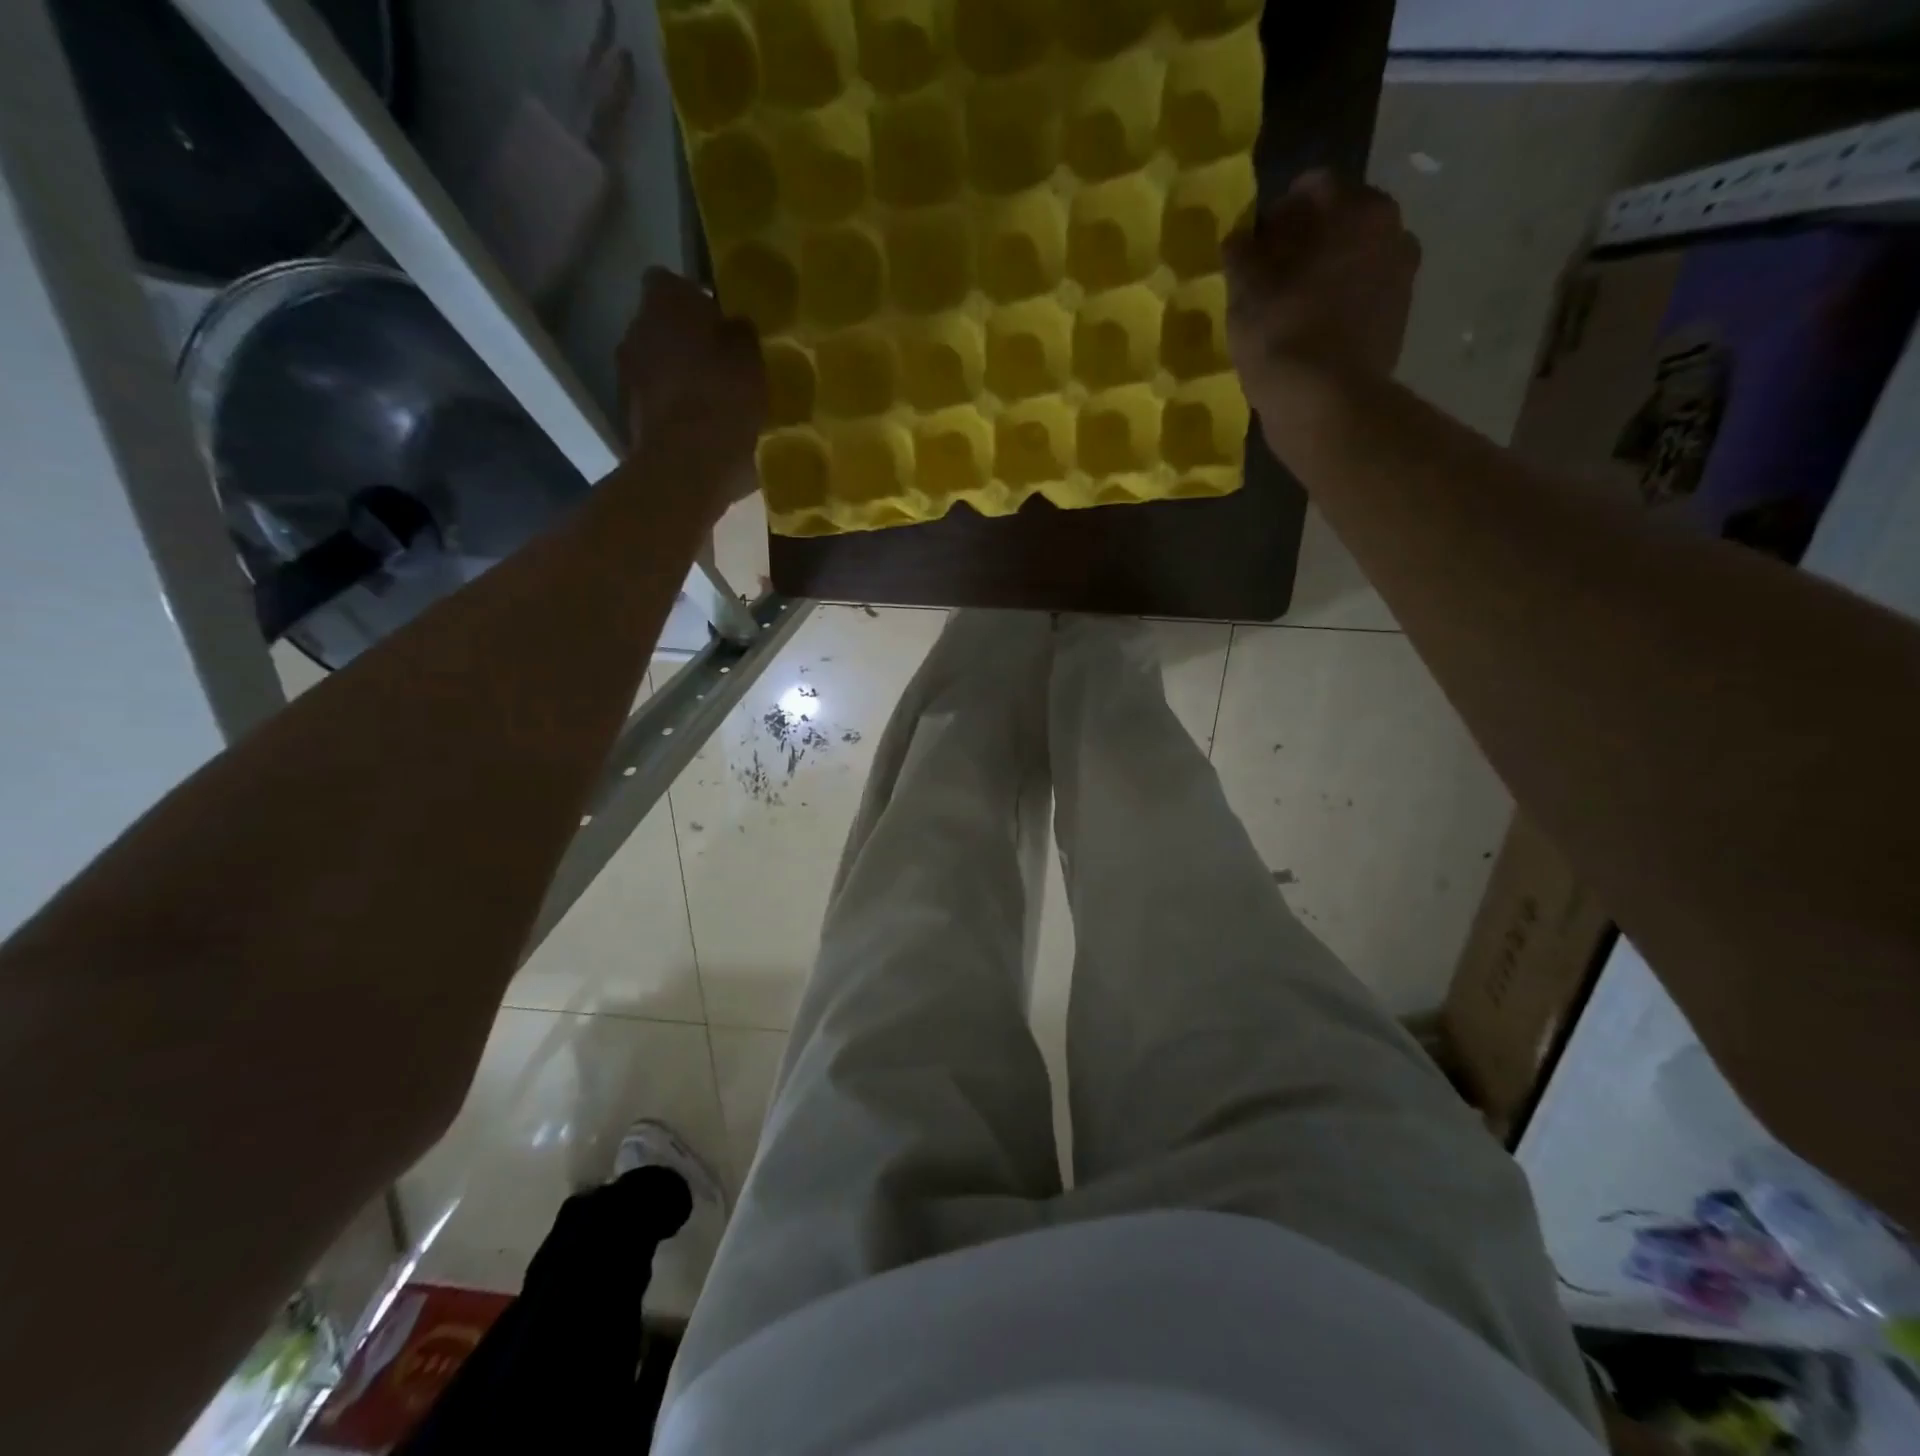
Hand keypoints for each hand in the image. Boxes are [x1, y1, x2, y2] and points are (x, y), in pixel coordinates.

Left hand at [617, 268, 767, 510]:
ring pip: (656, 364)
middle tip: (722, 366)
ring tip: (713, 403)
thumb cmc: (723, 402)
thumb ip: (741, 336)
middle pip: (661, 326)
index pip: (672, 282)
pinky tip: (700, 430)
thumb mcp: (752, 362)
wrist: (685, 468)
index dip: (696, 300)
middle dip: (687, 341)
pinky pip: (655, 402)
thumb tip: (735, 327)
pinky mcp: (628, 416)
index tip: (721, 323)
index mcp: (665, 303)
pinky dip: (673, 410)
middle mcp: (635, 329)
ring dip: (678, 378)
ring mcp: (626, 375)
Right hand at [1223, 171, 1420, 395]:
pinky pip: (1360, 299)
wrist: (1327, 406)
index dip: (1276, 211)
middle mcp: (1392, 231)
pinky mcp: (1396, 322)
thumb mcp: (1245, 292)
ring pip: (1351, 261)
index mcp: (1358, 209)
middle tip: (1267, 274)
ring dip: (1322, 274)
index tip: (1252, 243)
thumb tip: (1238, 238)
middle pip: (1339, 222)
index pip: (1313, 187)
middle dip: (1304, 241)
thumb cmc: (1283, 336)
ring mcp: (1400, 278)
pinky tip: (1308, 332)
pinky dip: (1337, 306)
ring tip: (1286, 307)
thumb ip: (1241, 255)